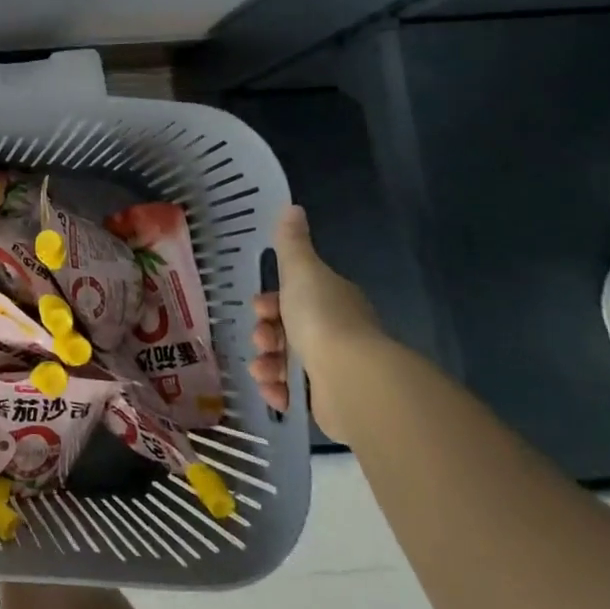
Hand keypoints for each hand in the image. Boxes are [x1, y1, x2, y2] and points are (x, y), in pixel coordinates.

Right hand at [250, 204, 382, 444]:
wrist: (351, 379)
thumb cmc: (322, 317)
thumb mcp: (301, 270)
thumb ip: (291, 242)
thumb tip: (292, 206)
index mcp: (332, 300)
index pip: (296, 297)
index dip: (271, 301)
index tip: (258, 308)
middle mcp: (336, 332)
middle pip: (288, 329)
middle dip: (266, 333)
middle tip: (261, 340)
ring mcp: (335, 369)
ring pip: (287, 362)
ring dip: (267, 364)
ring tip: (262, 371)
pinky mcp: (330, 402)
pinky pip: (295, 395)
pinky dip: (279, 392)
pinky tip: (273, 392)